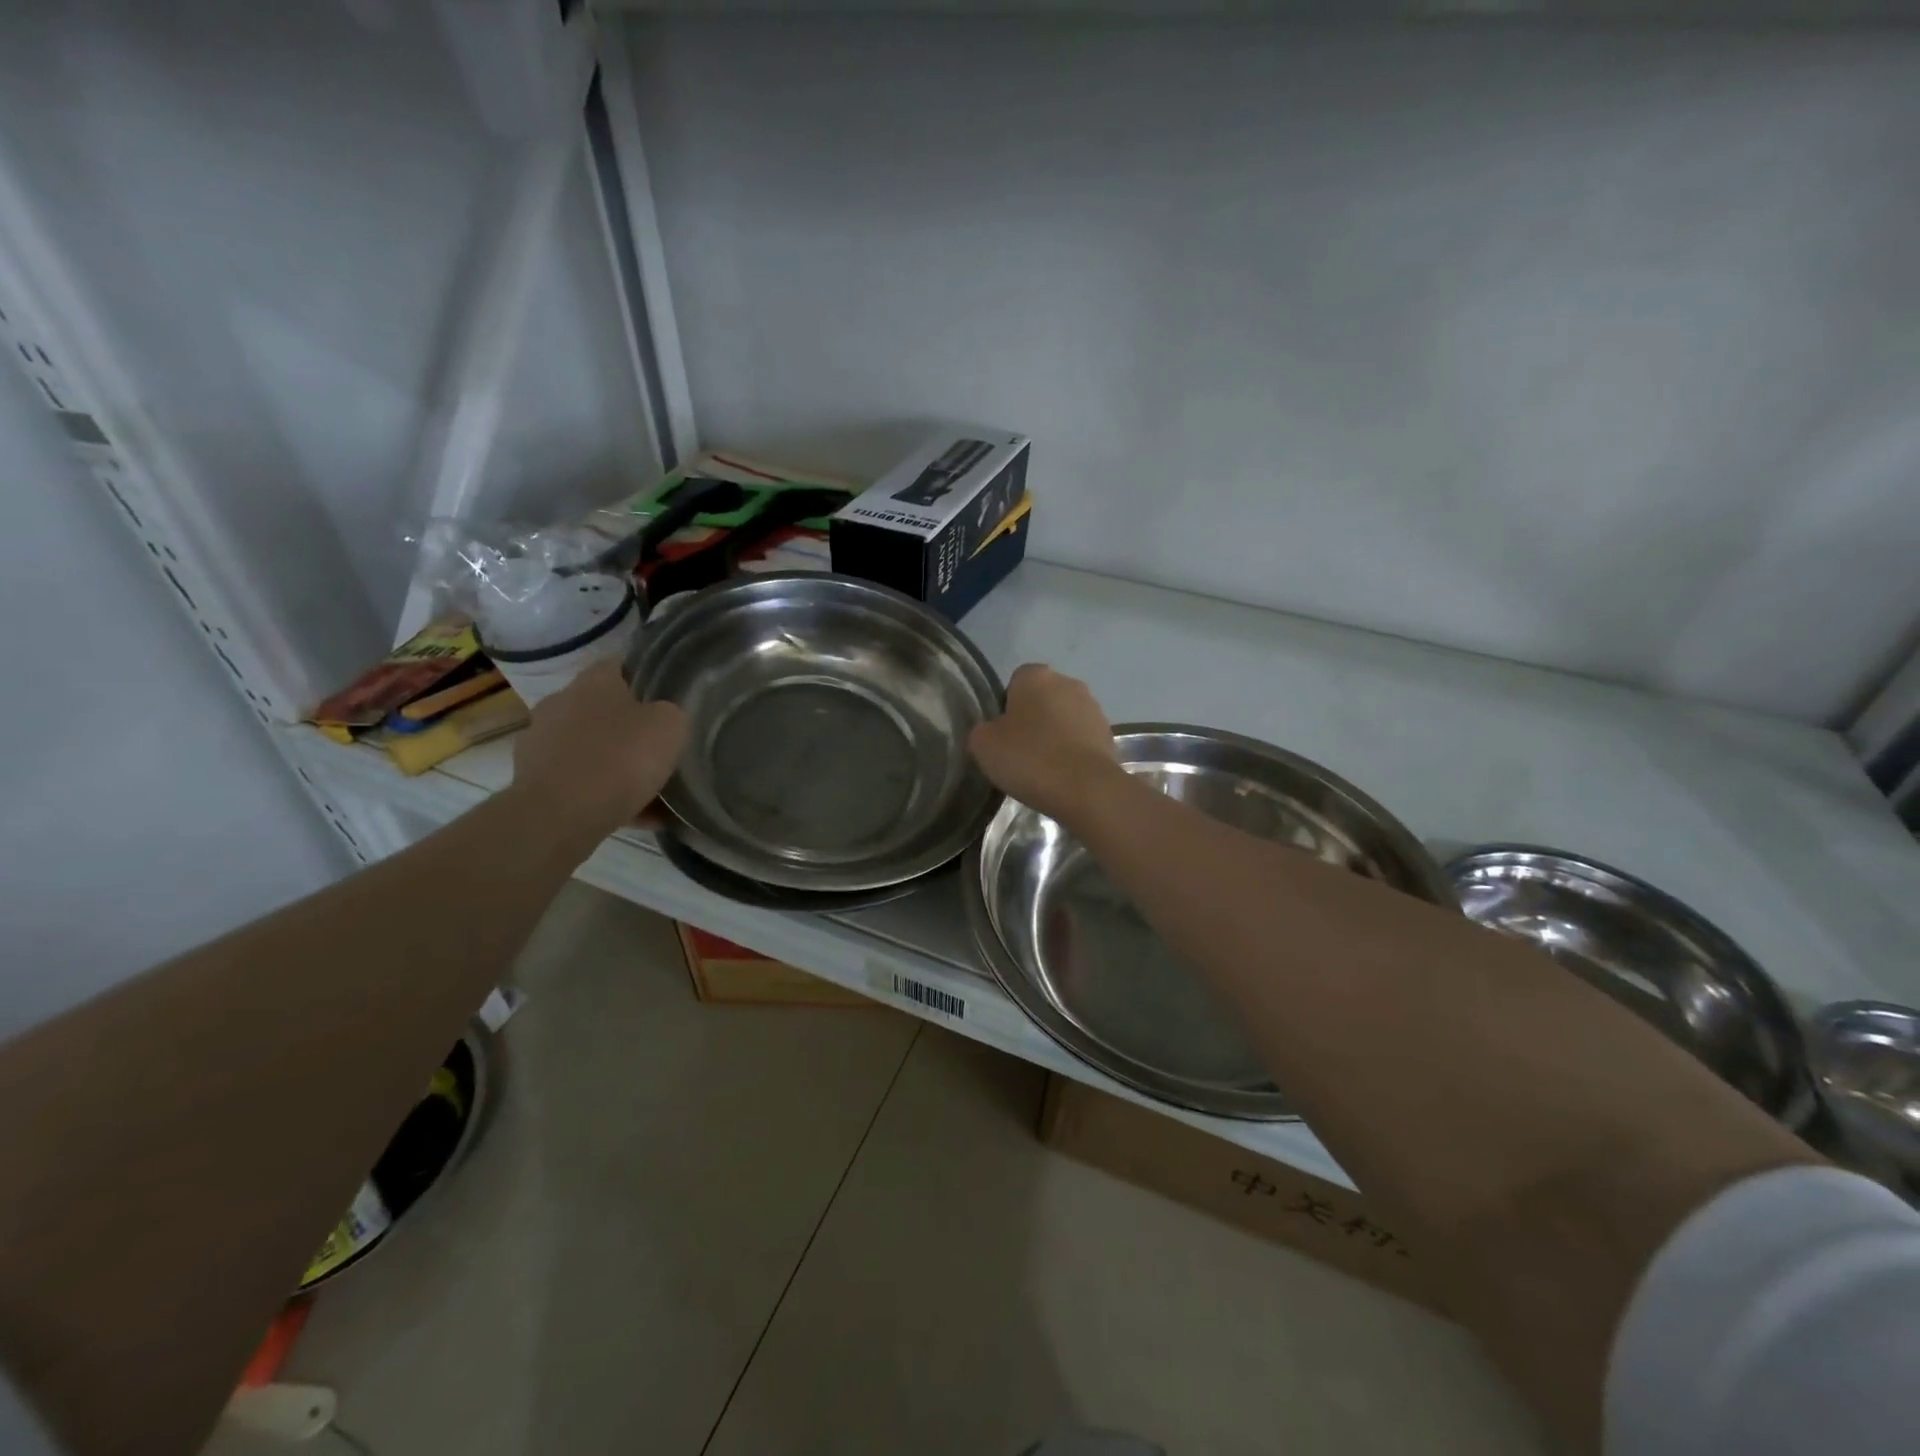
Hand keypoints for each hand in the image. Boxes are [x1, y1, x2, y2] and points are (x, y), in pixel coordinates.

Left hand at [511, 660, 687, 837]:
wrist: (560, 815)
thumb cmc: (620, 759)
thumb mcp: (671, 727)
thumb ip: (670, 714)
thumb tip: (663, 717)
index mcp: (593, 681)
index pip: (622, 666)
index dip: (647, 681)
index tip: (668, 702)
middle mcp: (561, 702)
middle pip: (603, 709)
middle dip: (629, 727)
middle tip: (659, 748)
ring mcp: (540, 741)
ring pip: (590, 748)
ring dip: (615, 763)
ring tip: (649, 790)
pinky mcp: (532, 779)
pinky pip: (579, 781)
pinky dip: (603, 794)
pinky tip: (636, 815)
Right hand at [968, 663, 1122, 820]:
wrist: (1085, 788)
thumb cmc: (1029, 758)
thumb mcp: (983, 745)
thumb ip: (982, 730)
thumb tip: (991, 731)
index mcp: (1035, 675)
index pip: (1015, 682)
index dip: (1006, 707)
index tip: (1002, 735)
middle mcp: (1068, 682)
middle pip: (1043, 698)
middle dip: (1033, 719)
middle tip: (1020, 751)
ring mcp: (1093, 707)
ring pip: (1065, 718)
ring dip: (1055, 735)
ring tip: (1043, 768)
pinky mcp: (1110, 734)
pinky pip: (1082, 739)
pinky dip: (1073, 752)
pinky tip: (1063, 775)